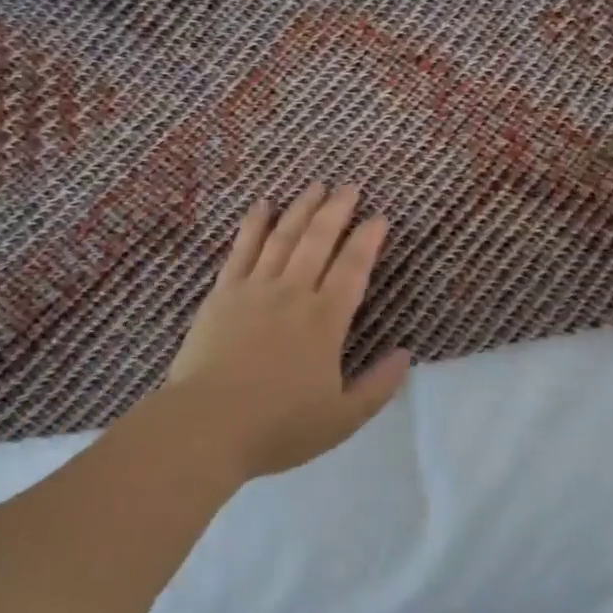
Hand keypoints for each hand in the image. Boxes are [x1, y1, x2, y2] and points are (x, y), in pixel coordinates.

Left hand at [166, 184, 411, 480]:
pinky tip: (263, 205)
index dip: (368, 239)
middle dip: (337, 210)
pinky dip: (255, 223)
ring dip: (302, 208)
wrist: (206, 426)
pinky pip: (242, 248)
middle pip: (319, 240)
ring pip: (283, 236)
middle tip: (350, 186)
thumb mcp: (342, 419)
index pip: (353, 267)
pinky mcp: (223, 293)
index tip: (379, 217)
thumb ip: (378, 386)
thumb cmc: (277, 427)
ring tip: (316, 185)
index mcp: (325, 320)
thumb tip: (406, 354)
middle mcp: (293, 293)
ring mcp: (255, 288)